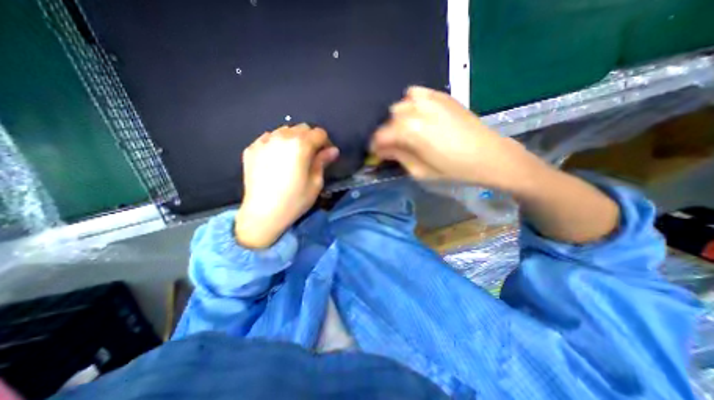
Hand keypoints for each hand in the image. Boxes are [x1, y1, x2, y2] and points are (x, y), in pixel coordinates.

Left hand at [231, 123, 336, 248]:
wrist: (263, 214)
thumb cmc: (294, 200)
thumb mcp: (315, 182)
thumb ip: (323, 161)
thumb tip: (333, 150)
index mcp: (300, 145)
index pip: (319, 133)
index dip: (326, 143)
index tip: (326, 155)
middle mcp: (281, 137)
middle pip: (302, 128)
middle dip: (310, 139)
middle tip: (311, 156)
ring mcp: (263, 141)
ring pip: (284, 130)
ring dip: (293, 139)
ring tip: (293, 157)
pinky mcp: (251, 149)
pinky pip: (268, 138)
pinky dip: (277, 144)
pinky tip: (276, 159)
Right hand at [372, 84, 531, 189]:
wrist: (489, 156)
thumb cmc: (453, 169)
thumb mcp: (420, 171)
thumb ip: (398, 157)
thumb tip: (383, 150)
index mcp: (411, 131)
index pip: (381, 135)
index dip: (375, 145)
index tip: (375, 154)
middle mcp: (417, 110)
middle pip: (389, 119)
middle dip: (387, 134)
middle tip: (392, 146)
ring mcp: (430, 99)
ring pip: (401, 105)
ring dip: (398, 119)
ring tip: (405, 131)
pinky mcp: (442, 96)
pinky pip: (416, 93)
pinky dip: (411, 103)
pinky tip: (416, 114)